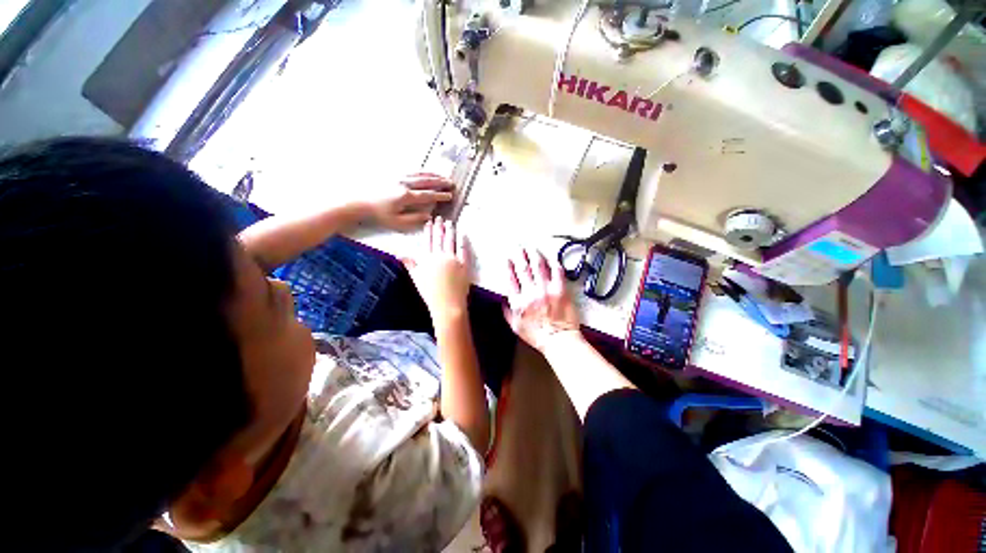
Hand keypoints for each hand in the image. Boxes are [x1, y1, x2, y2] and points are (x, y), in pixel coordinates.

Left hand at [365, 173, 453, 230]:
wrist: (359, 201)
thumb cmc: (378, 214)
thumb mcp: (397, 222)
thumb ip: (414, 219)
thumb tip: (429, 216)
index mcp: (406, 196)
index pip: (428, 195)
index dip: (441, 195)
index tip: (450, 196)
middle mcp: (404, 183)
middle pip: (426, 181)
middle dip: (441, 182)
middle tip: (451, 183)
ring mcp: (398, 176)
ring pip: (420, 173)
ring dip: (434, 175)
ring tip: (444, 176)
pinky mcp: (393, 173)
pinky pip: (412, 170)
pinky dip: (423, 171)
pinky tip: (427, 173)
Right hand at [404, 217, 470, 324]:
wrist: (447, 304)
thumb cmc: (430, 293)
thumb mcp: (416, 278)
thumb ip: (410, 265)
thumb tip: (400, 254)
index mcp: (427, 259)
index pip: (427, 241)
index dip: (428, 230)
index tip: (429, 222)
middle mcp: (439, 256)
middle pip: (439, 238)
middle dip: (439, 227)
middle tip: (440, 217)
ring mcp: (453, 259)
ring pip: (450, 241)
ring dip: (450, 230)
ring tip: (450, 222)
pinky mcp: (464, 264)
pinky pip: (463, 249)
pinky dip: (462, 240)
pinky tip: (462, 233)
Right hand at [503, 247, 580, 351]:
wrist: (559, 340)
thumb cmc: (537, 335)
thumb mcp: (515, 327)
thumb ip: (507, 312)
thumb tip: (502, 300)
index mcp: (518, 302)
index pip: (511, 278)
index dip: (508, 266)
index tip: (507, 258)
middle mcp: (531, 293)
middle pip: (523, 268)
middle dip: (519, 255)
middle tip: (517, 246)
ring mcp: (547, 289)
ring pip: (538, 265)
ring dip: (533, 254)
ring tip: (531, 247)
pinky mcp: (561, 289)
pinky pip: (556, 271)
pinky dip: (553, 262)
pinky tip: (549, 257)